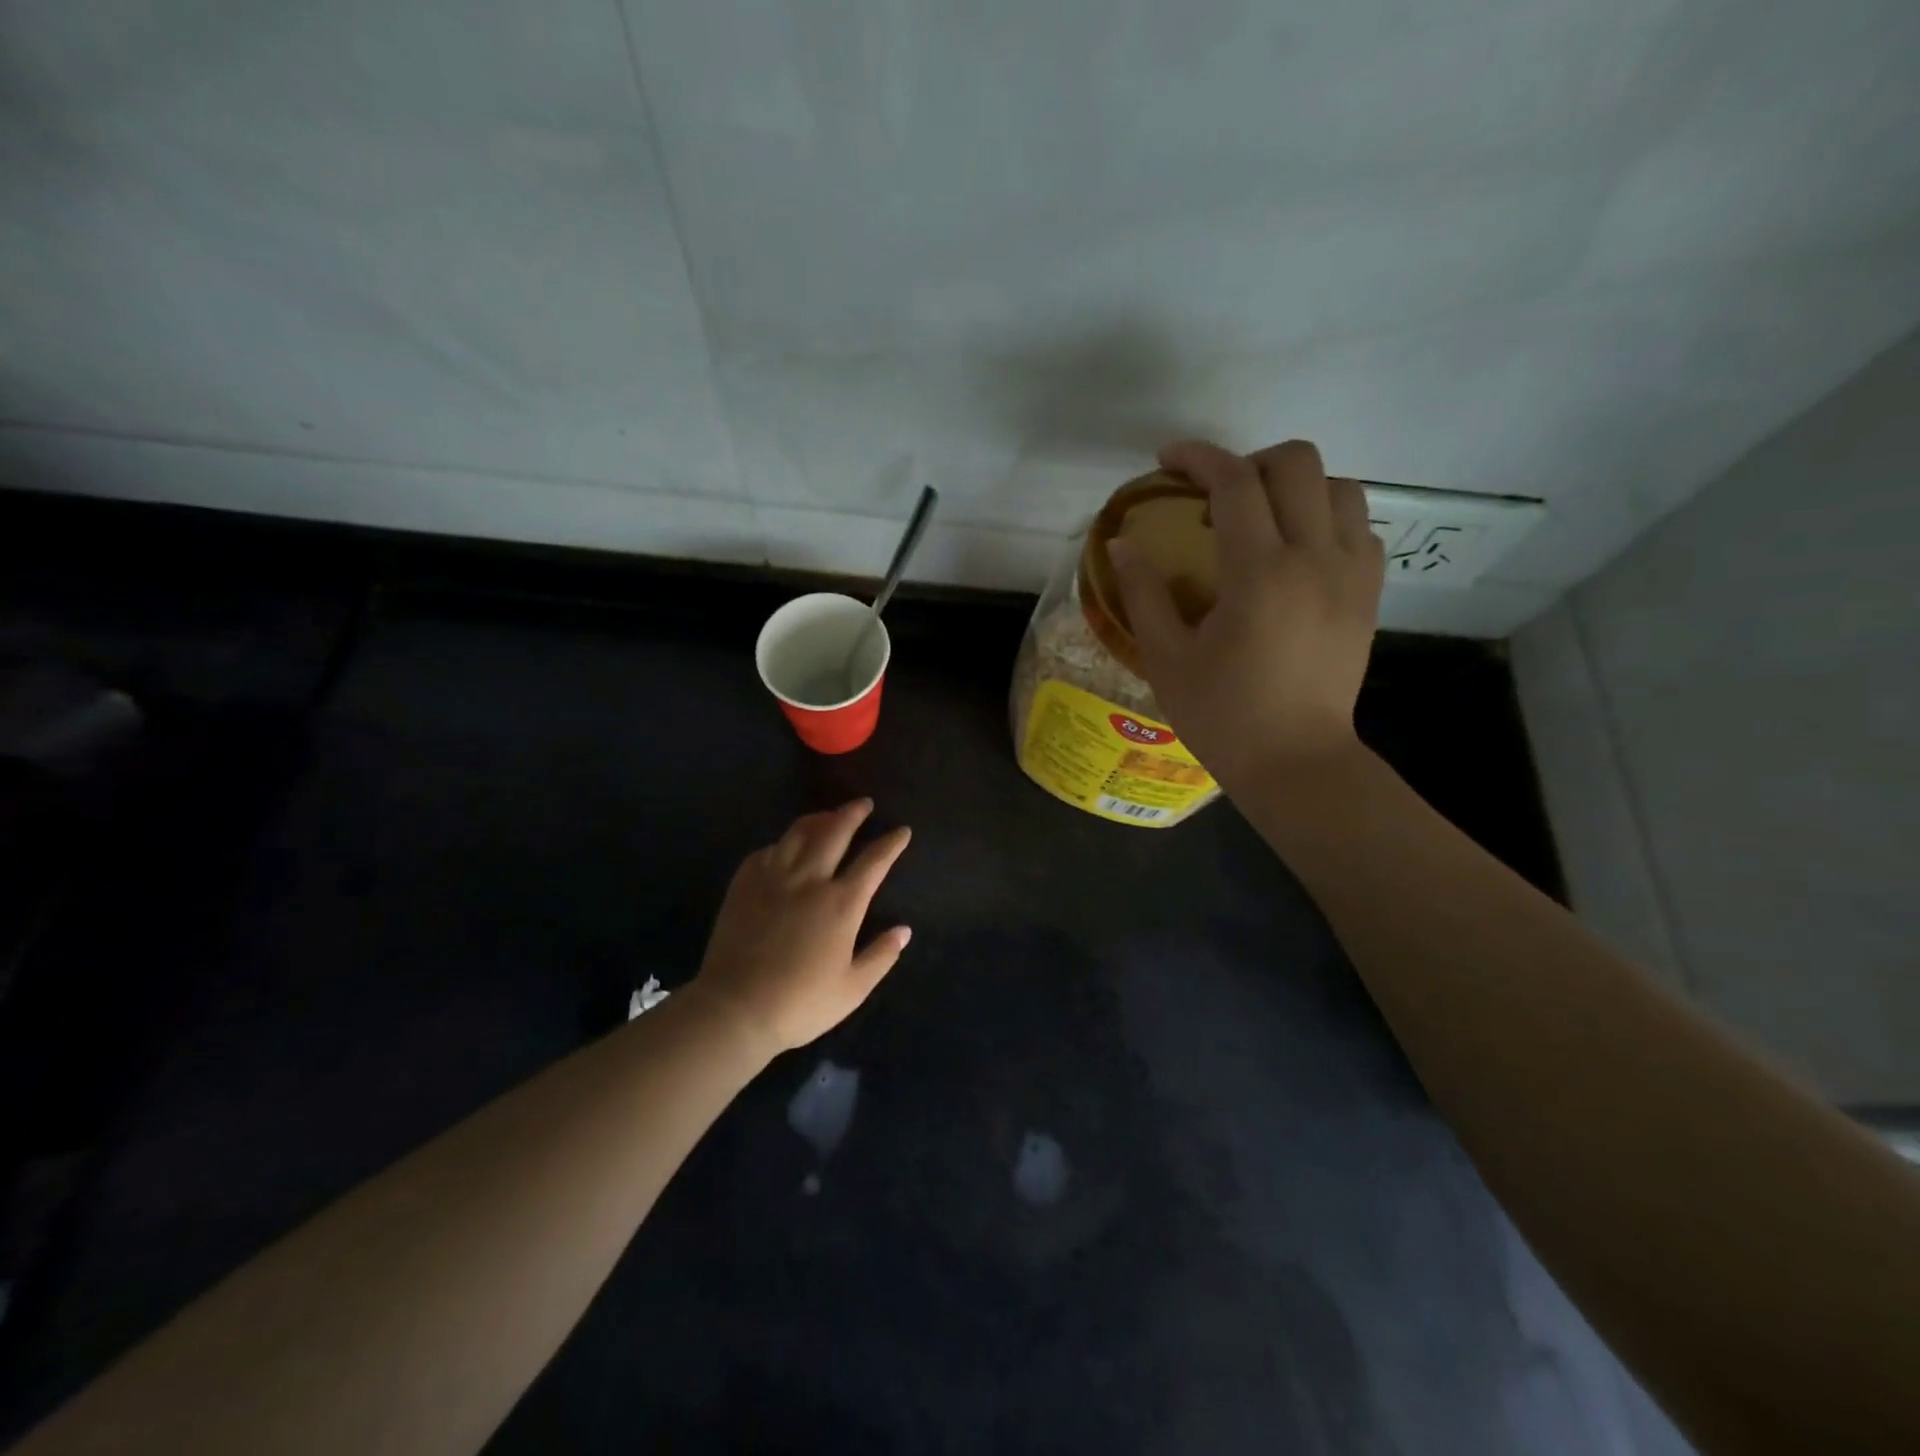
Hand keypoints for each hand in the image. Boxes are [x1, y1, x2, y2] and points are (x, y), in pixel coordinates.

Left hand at [691, 799, 911, 1056]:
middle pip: (835, 832)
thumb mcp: (853, 988)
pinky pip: (768, 850)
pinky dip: (783, 842)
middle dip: (853, 813)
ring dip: (818, 819)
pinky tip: (786, 847)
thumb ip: (881, 956)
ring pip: (798, 833)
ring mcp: (774, 878)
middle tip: (863, 803)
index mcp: (842, 903)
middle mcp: (810, 880)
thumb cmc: (800, 1003)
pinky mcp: (744, 884)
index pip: (874, 861)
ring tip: (828, 816)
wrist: (735, 1009)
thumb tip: (904, 930)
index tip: (902, 831)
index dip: (891, 843)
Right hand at [1108, 439, 1383, 789]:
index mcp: (1259, 573)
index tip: (1168, 460)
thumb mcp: (1166, 658)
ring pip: (1340, 486)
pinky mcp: (1369, 594)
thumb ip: (1143, 593)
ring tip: (1262, 518)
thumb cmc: (1222, 715)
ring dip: (1295, 487)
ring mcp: (1352, 574)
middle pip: (1298, 463)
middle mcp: (1315, 558)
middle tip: (1215, 496)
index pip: (1234, 482)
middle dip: (1250, 462)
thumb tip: (1120, 544)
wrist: (1295, 761)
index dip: (1198, 457)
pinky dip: (1328, 517)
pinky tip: (1298, 549)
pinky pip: (1360, 526)